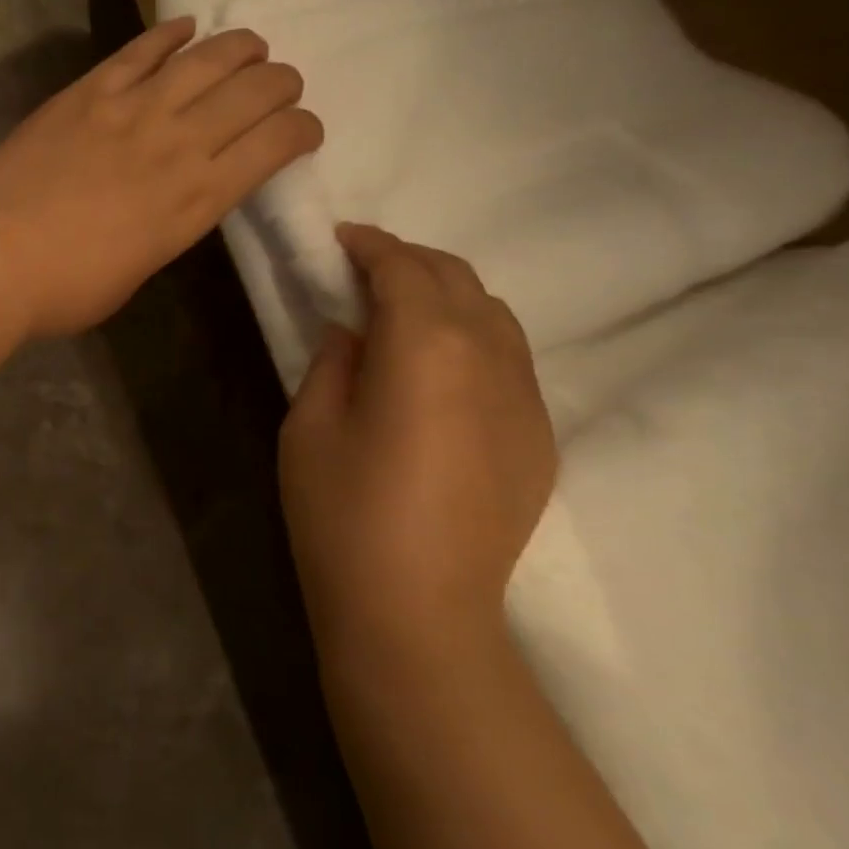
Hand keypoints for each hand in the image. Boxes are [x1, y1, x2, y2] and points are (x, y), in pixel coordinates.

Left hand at [0, 19, 320, 337]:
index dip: (302, 130)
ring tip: (251, 46)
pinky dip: (169, 33)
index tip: (304, 130)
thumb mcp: (138, 271)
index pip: (276, 145)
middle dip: (281, 83)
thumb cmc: (67, 288)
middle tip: (281, 85)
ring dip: (240, 46)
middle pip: (253, 91)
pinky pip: (141, 49)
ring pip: (207, 57)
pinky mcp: (88, 91)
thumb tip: (169, 203)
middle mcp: (180, 142)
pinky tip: (185, 27)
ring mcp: (133, 108)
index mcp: (198, 200)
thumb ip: (166, 228)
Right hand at [279, 225, 556, 667]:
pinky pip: (511, 361)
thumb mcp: (308, 428)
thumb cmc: (342, 514)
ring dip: (447, 295)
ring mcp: (526, 399)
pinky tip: (442, 366)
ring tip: (404, 308)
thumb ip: (333, 362)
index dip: (370, 245)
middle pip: (457, 279)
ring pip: (495, 316)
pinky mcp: (540, 438)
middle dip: (410, 260)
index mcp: (425, 347)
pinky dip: (474, 338)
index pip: (403, 270)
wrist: (417, 610)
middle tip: (366, 268)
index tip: (342, 238)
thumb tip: (353, 331)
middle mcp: (489, 358)